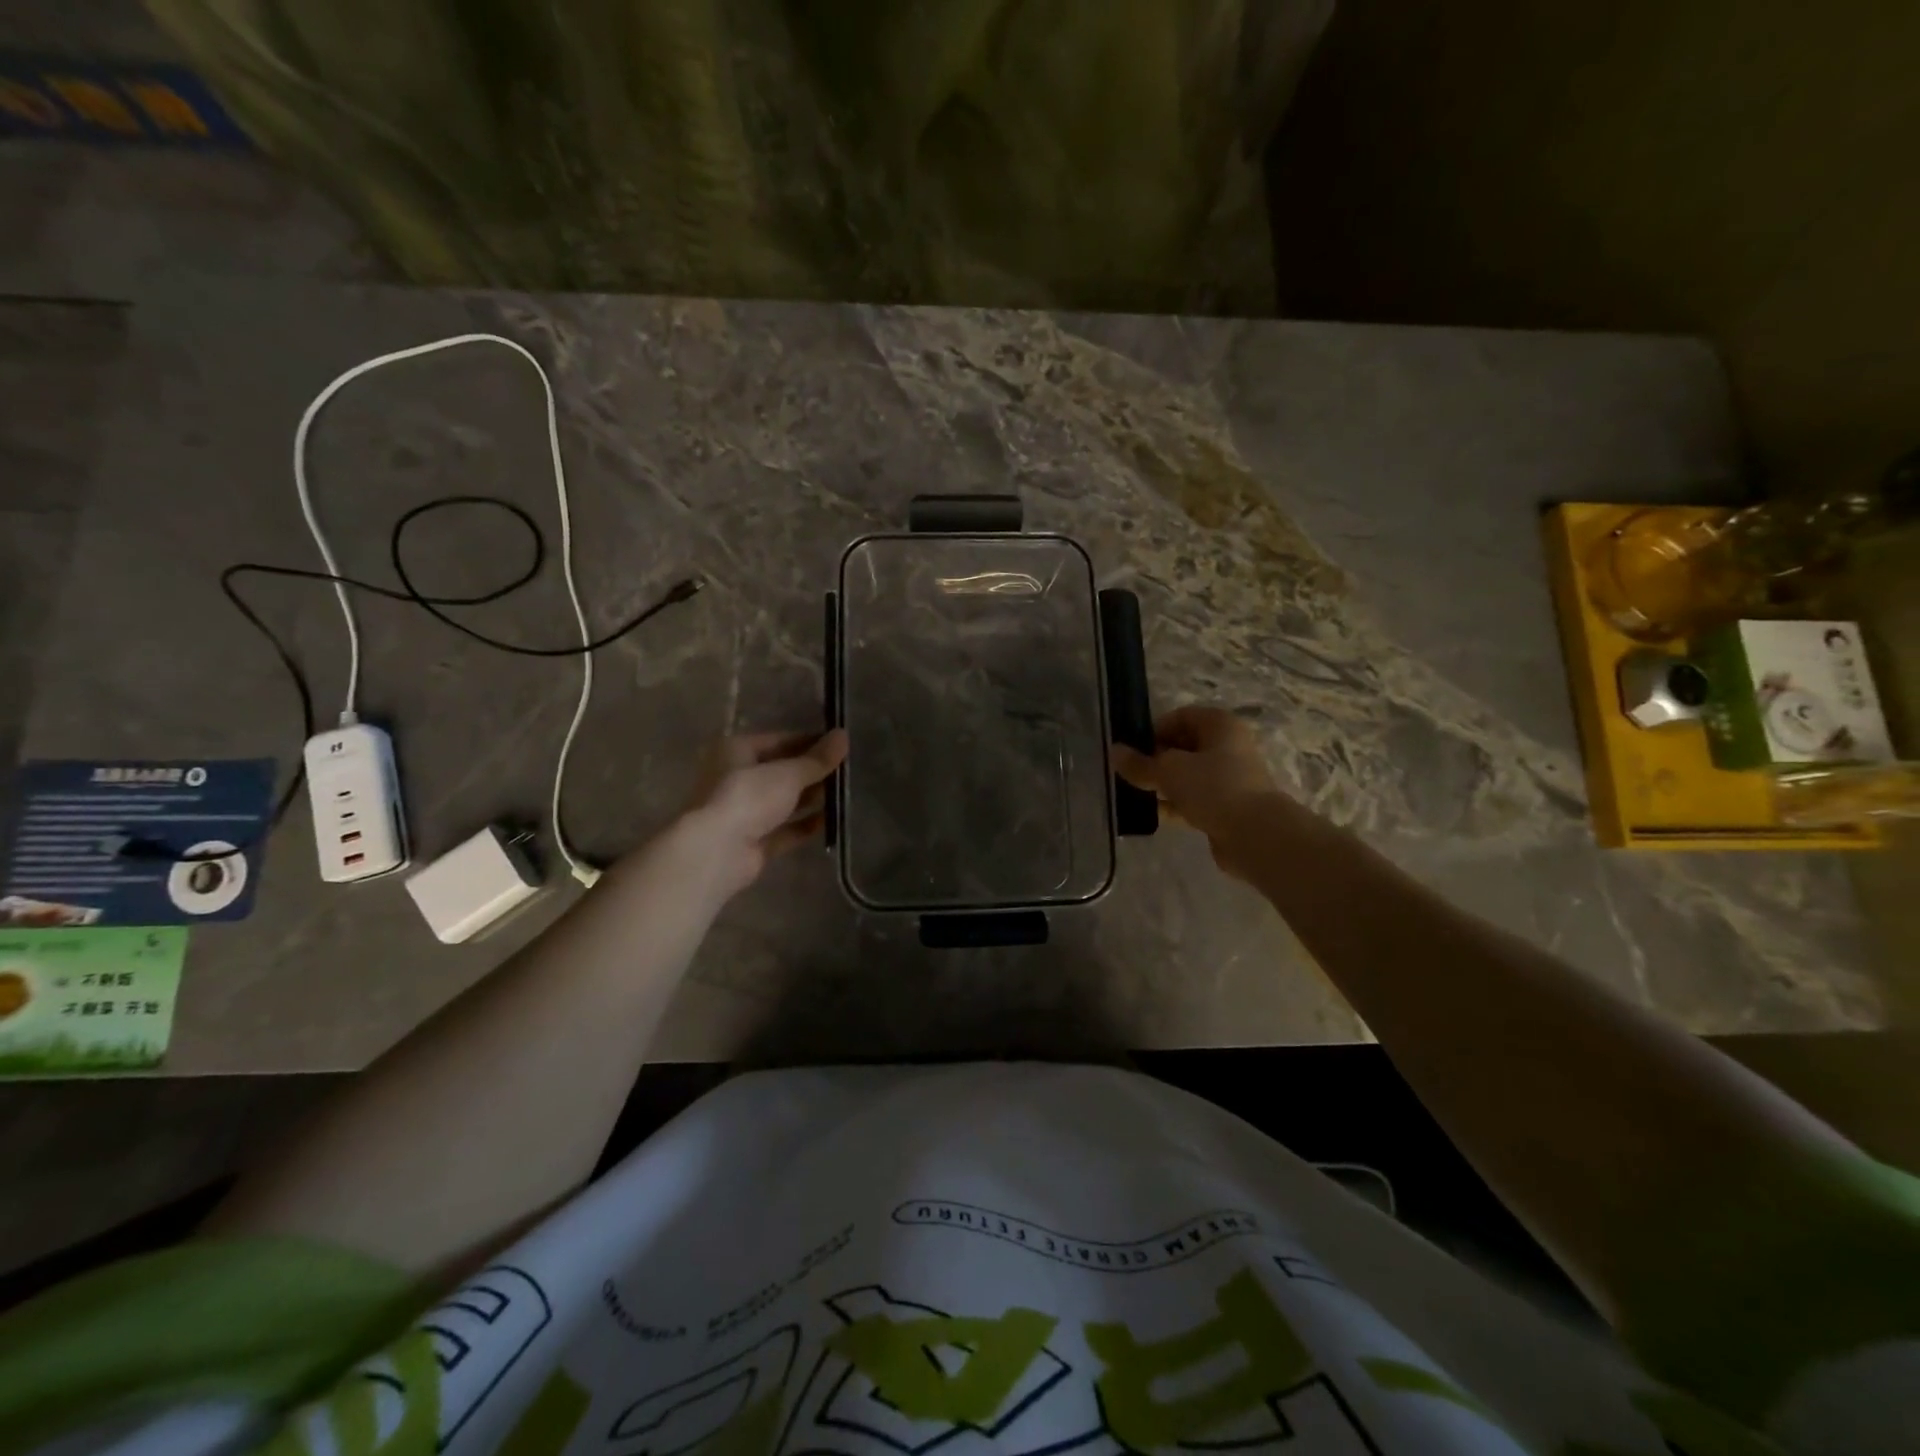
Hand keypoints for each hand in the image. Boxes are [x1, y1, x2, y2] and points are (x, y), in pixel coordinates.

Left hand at [669, 729, 847, 902]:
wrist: (716, 851)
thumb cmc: (747, 797)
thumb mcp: (788, 774)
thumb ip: (817, 759)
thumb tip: (843, 735)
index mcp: (736, 751)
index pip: (779, 740)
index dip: (810, 742)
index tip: (840, 746)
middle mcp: (736, 778)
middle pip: (781, 772)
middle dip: (813, 772)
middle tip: (847, 772)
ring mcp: (743, 812)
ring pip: (783, 801)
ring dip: (811, 799)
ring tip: (845, 795)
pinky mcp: (753, 842)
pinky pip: (784, 829)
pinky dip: (804, 825)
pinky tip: (831, 822)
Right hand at [1113, 706, 1286, 880]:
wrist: (1256, 834)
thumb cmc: (1213, 788)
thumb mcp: (1168, 771)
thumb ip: (1139, 763)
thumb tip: (1114, 752)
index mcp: (1219, 725)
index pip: (1179, 717)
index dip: (1153, 730)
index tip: (1131, 750)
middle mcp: (1227, 746)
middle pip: (1182, 746)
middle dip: (1155, 760)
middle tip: (1130, 774)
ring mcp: (1229, 777)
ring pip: (1187, 775)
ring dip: (1163, 784)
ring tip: (1135, 795)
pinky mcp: (1227, 806)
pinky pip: (1194, 799)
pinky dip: (1175, 804)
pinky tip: (1153, 814)